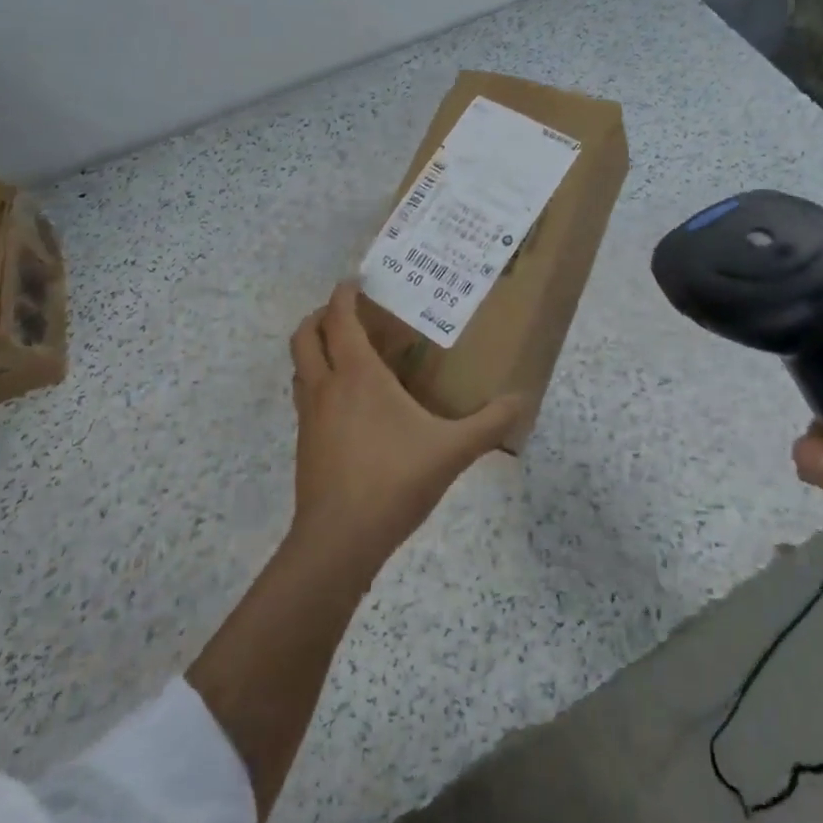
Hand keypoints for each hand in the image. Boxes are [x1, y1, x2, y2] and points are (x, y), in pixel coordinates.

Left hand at [287, 281, 522, 578]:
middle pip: (304, 335)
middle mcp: (327, 386)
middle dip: (319, 315)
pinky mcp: (305, 445)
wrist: (338, 542)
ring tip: (348, 352)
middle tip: (348, 313)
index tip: (356, 280)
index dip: (343, 294)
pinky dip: (319, 382)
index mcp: (357, 375)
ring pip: (300, 367)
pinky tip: (349, 404)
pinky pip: (306, 396)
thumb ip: (489, 424)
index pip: (339, 319)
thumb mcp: (451, 450)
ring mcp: (310, 417)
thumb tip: (522, 401)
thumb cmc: (393, 480)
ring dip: (316, 349)